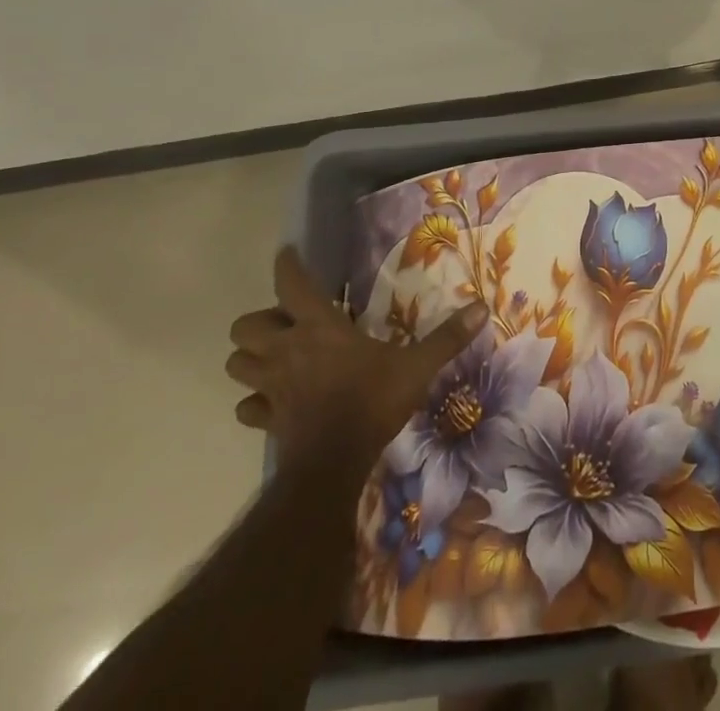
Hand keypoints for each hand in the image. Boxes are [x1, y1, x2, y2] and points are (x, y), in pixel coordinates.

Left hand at [227, 246, 487, 471]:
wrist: (334, 466)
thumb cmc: (372, 403)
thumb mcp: (416, 366)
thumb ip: (446, 338)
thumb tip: (482, 308)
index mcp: (320, 327)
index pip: (291, 284)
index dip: (286, 265)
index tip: (286, 253)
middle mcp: (288, 350)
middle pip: (246, 326)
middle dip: (260, 322)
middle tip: (288, 324)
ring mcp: (272, 387)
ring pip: (237, 364)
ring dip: (251, 358)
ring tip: (276, 357)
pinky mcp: (266, 420)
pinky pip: (247, 406)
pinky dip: (254, 401)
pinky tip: (272, 401)